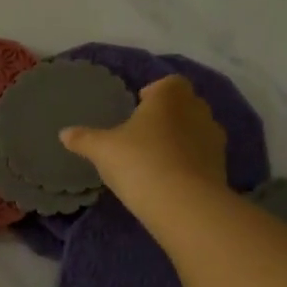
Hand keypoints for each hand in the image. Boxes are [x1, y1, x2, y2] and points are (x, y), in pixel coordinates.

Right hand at [60, 74, 227, 214]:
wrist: (183, 203)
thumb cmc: (139, 161)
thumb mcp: (102, 150)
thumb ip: (84, 139)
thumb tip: (63, 133)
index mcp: (170, 96)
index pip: (169, 83)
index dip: (155, 92)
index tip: (139, 106)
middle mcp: (197, 110)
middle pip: (185, 105)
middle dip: (169, 115)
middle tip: (145, 133)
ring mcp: (214, 139)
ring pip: (197, 130)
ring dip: (182, 139)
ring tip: (158, 158)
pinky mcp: (222, 166)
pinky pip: (204, 156)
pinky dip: (191, 162)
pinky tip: (173, 179)